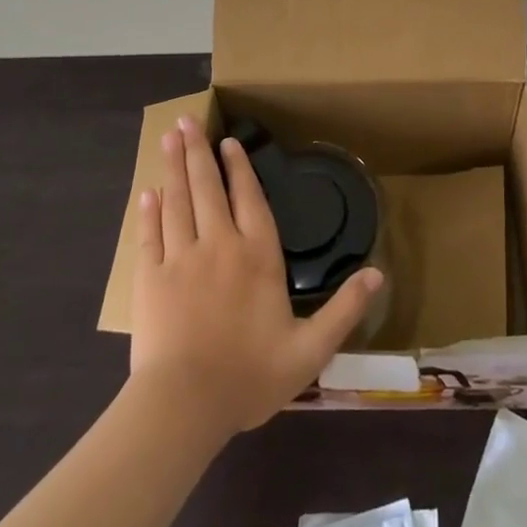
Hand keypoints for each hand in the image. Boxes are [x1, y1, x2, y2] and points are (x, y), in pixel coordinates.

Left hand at [129, 116, 383, 436]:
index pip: (249, 199)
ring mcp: (180, 259)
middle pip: (208, 188)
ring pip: (177, 201)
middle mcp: (218, 245)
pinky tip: (147, 192)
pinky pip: (150, 235)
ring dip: (174, 167)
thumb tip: (379, 274)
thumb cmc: (249, 376)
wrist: (184, 406)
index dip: (239, 168)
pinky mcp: (149, 280)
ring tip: (168, 137)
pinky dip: (149, 211)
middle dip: (199, 152)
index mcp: (256, 256)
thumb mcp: (310, 350)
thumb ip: (344, 309)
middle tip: (186, 120)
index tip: (229, 142)